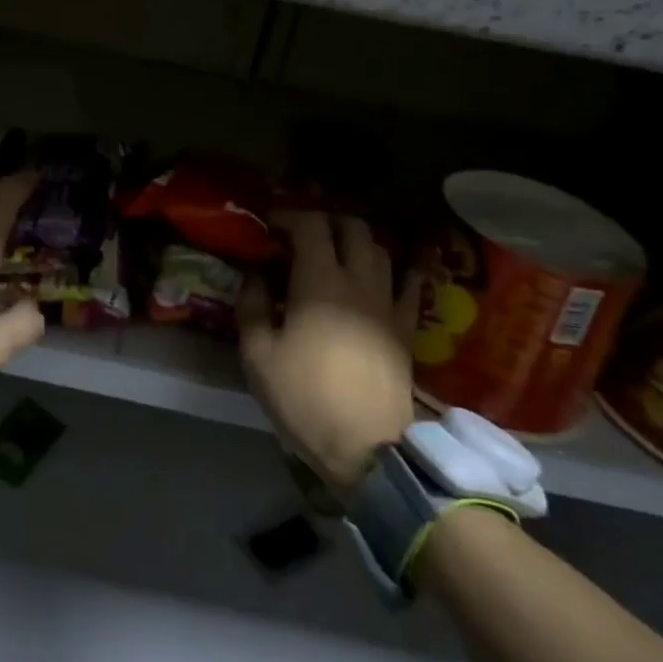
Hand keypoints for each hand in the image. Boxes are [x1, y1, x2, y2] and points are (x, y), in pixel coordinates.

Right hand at [239, 212, 420, 488]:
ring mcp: (388, 302)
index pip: (310, 225)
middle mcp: (359, 281)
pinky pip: (410, 284)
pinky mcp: (407, 327)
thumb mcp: (257, 355)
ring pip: (380, 250)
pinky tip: (385, 275)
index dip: (288, 216)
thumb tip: (255, 276)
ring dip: (356, 242)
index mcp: (318, 282)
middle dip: (325, 221)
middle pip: (352, 227)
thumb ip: (252, 307)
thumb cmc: (304, 397)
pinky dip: (397, 269)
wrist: (367, 445)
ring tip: (335, 255)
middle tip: (301, 236)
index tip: (269, 225)